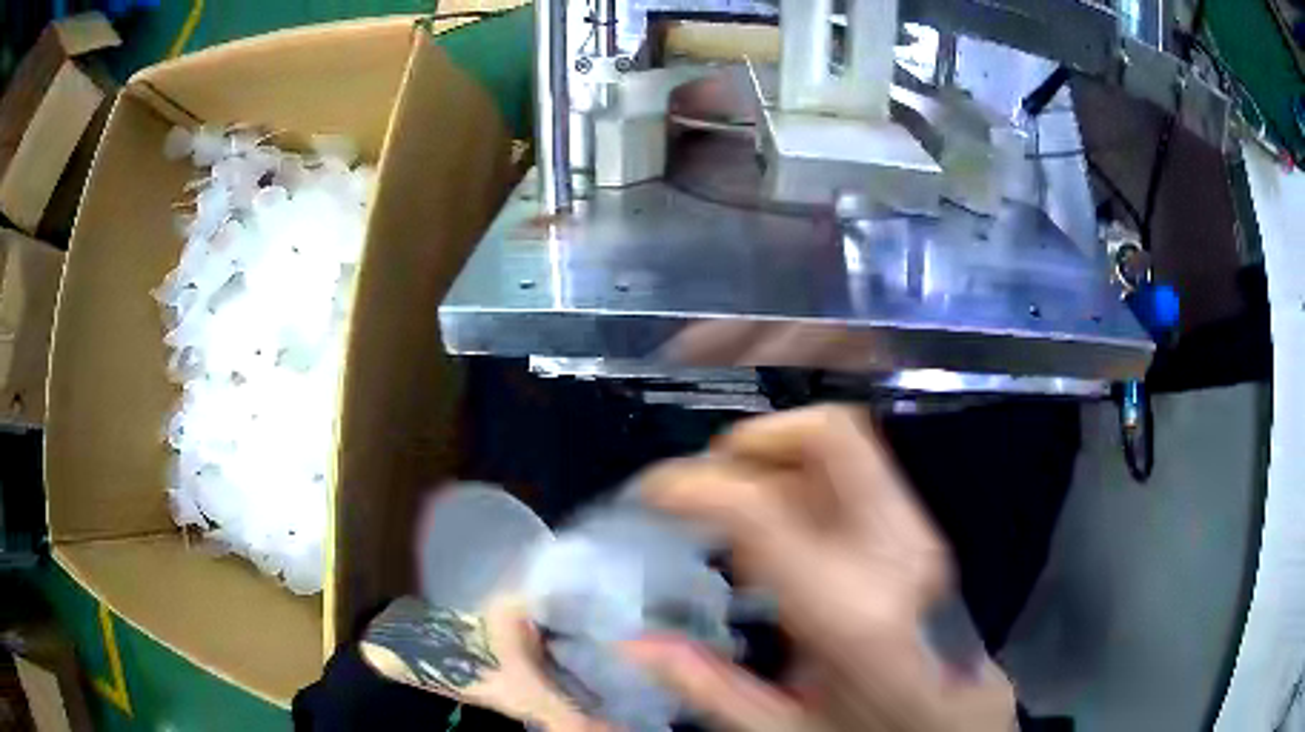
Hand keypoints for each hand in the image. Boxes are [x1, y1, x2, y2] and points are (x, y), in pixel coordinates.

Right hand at [628, 406, 1015, 731]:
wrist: (961, 721)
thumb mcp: (784, 731)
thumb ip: (708, 688)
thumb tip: (634, 644)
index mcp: (852, 613)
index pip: (765, 508)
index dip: (697, 484)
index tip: (655, 490)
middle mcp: (896, 553)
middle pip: (833, 436)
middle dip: (758, 440)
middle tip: (709, 479)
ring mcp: (920, 536)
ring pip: (848, 448)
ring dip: (783, 460)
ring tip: (739, 515)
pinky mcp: (924, 534)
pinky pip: (860, 477)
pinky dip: (809, 481)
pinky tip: (784, 537)